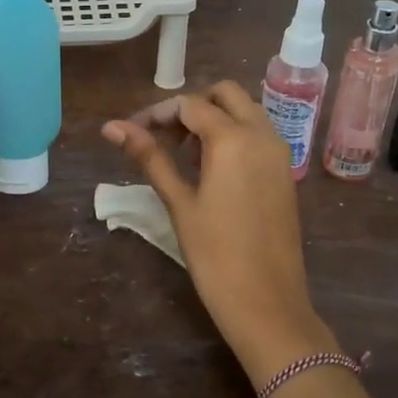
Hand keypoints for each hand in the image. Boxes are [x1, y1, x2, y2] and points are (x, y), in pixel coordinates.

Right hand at [103, 82, 338, 384]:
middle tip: (162, 138)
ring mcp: (279, 153)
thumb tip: (112, 127)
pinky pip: (258, 135)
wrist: (267, 303)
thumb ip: (149, 157)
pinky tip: (211, 170)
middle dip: (190, 107)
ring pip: (245, 112)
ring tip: (182, 155)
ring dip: (213, 119)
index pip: (189, 105)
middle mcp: (263, 134)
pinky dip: (233, 136)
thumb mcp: (178, 201)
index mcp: (233, 138)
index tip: (132, 134)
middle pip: (224, 95)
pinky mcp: (285, 173)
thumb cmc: (214, 254)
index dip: (156, 114)